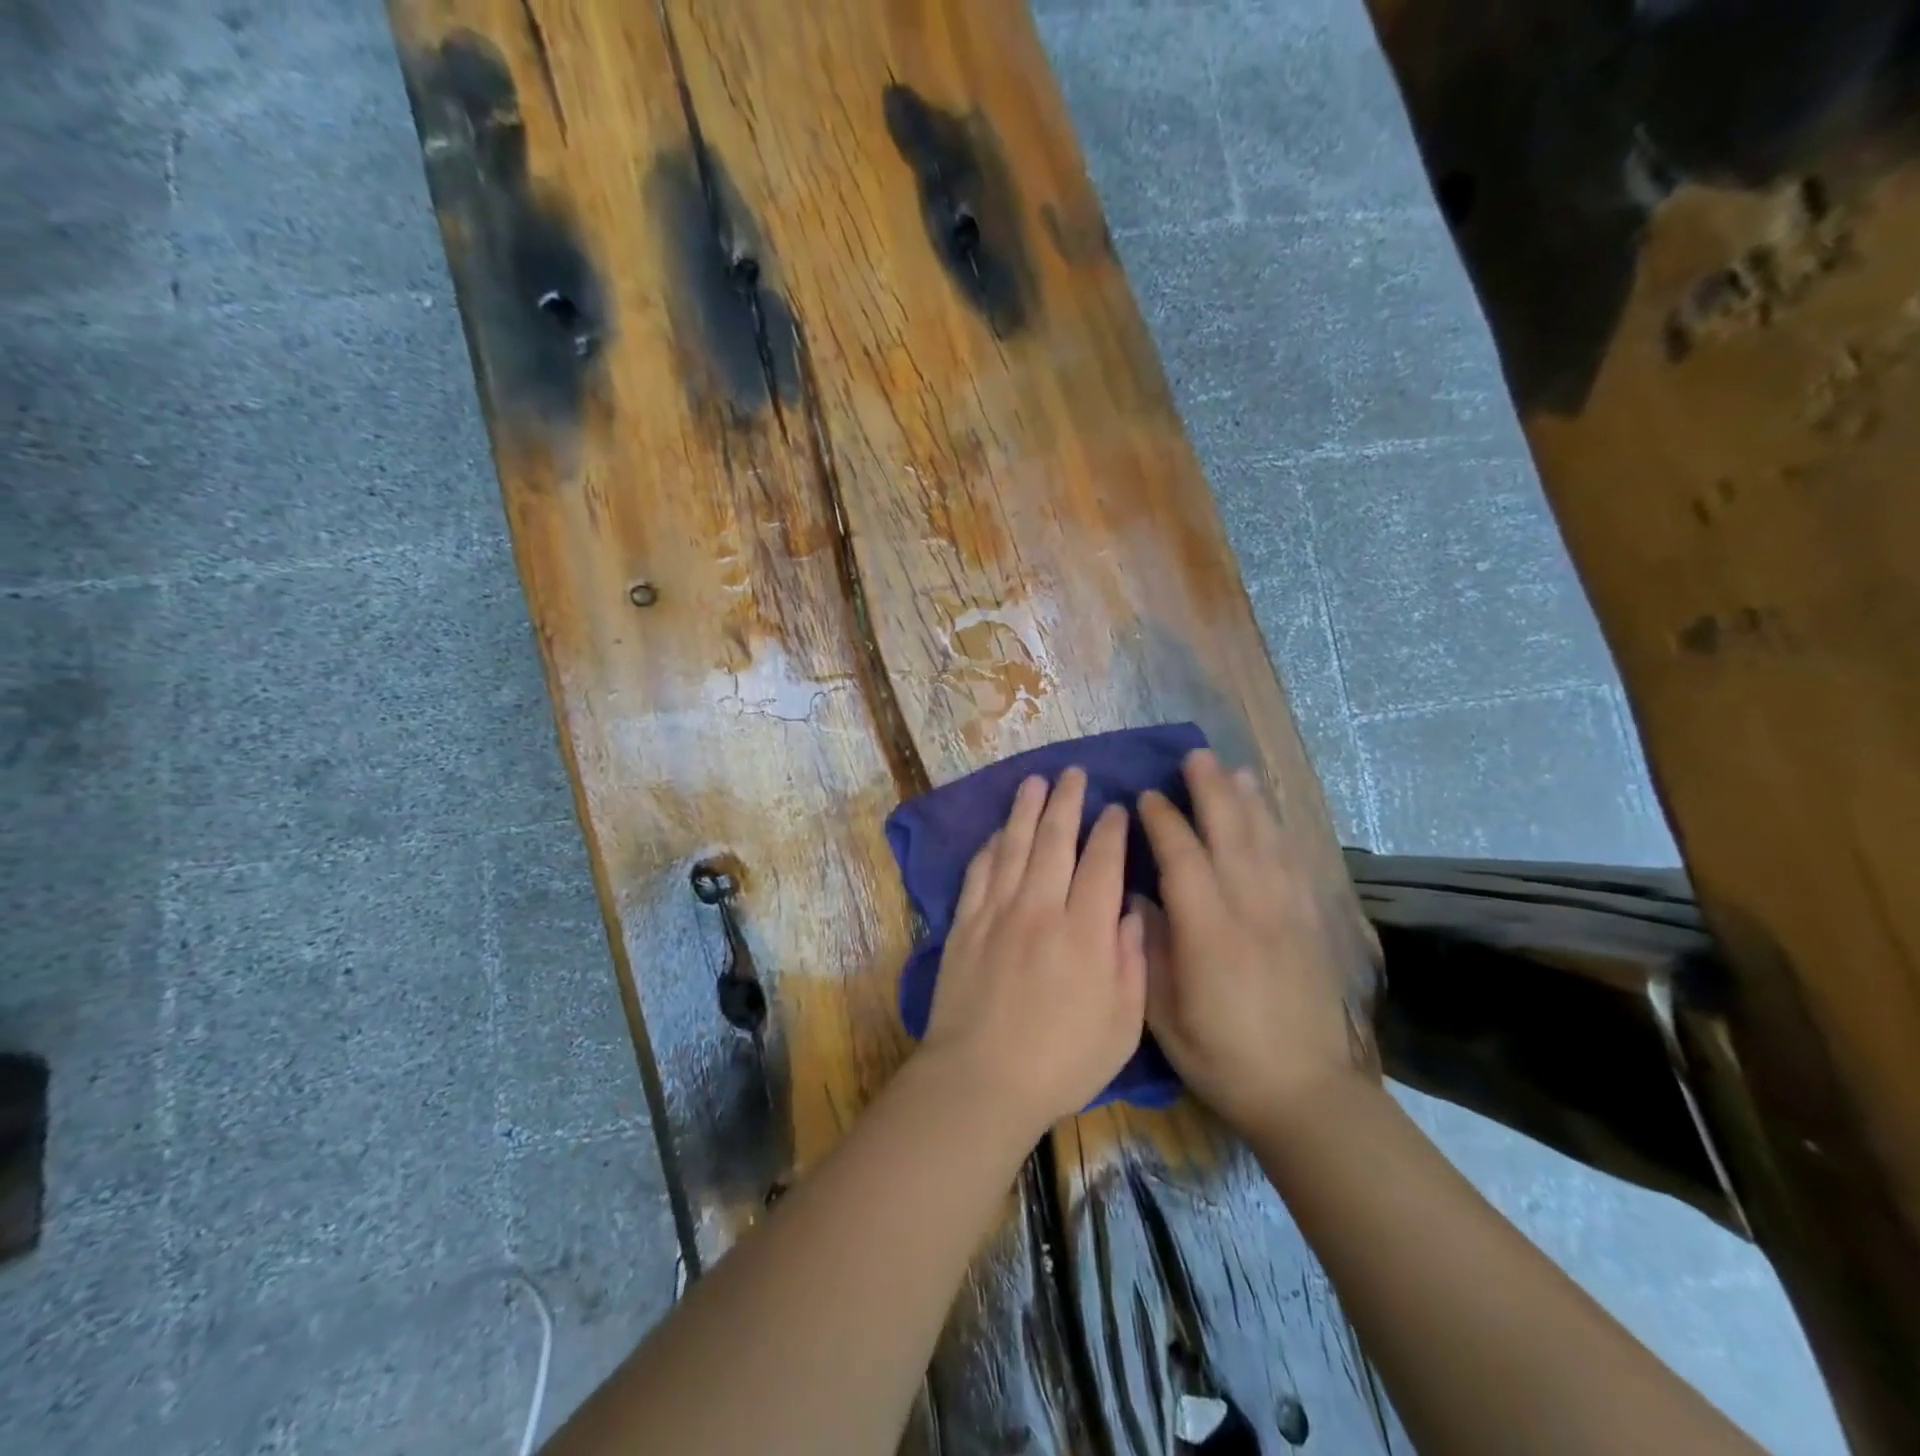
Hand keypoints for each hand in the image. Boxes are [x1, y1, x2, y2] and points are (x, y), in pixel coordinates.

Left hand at [920, 768, 1147, 1138]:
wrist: (980, 1080)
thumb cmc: (1061, 1062)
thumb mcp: (1122, 1026)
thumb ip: (1131, 962)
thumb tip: (1130, 912)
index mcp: (1085, 932)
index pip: (1102, 863)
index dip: (1110, 831)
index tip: (1115, 809)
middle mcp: (1040, 909)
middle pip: (1055, 840)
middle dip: (1067, 802)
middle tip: (1074, 774)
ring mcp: (997, 912)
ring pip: (1013, 846)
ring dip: (1025, 810)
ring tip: (1034, 781)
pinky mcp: (964, 924)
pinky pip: (978, 872)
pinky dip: (989, 847)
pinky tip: (996, 833)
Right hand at [1136, 750, 1366, 1137]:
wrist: (1304, 1091)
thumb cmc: (1222, 1057)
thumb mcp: (1164, 1015)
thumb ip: (1149, 950)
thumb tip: (1138, 898)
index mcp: (1209, 933)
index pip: (1183, 858)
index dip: (1163, 822)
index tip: (1145, 797)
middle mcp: (1251, 910)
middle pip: (1230, 834)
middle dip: (1211, 791)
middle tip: (1195, 757)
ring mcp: (1287, 913)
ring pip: (1266, 841)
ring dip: (1248, 801)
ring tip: (1233, 770)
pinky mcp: (1309, 923)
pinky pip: (1294, 863)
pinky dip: (1280, 831)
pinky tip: (1271, 816)